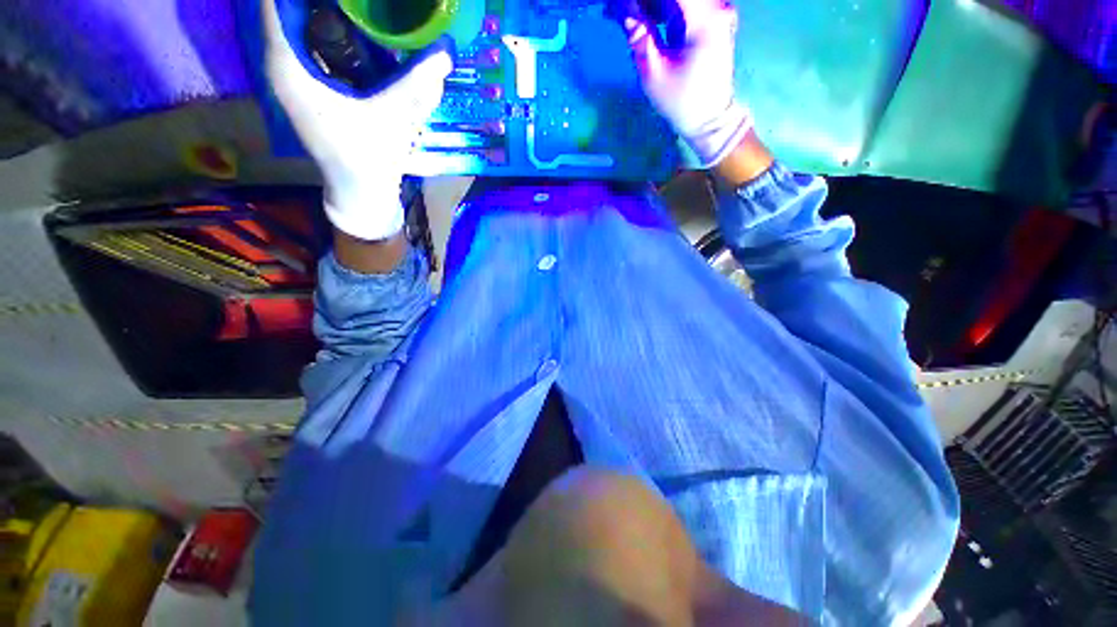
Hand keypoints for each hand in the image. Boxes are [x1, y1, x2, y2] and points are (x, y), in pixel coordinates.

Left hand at [262, 0, 451, 240]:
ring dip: (325, 10)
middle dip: (321, 1)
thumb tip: (446, 49)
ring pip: (297, 21)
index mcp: (288, 65)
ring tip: (361, 9)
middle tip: (362, 1)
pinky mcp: (307, 84)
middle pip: (288, 7)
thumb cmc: (369, 159)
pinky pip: (310, 41)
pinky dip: (329, 28)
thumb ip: (416, 83)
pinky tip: (357, 29)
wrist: (360, 192)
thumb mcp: (393, 118)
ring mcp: (292, 74)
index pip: (278, 1)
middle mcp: (282, 63)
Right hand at [623, 0, 751, 166]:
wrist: (710, 118)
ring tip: (628, 15)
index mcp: (704, 17)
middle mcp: (715, 5)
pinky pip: (684, 3)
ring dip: (651, 6)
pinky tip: (643, 17)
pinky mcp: (712, 16)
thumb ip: (639, 35)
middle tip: (619, 11)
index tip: (620, 7)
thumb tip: (620, 8)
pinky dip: (662, 7)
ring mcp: (716, 9)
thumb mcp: (653, 73)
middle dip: (644, 2)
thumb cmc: (681, 102)